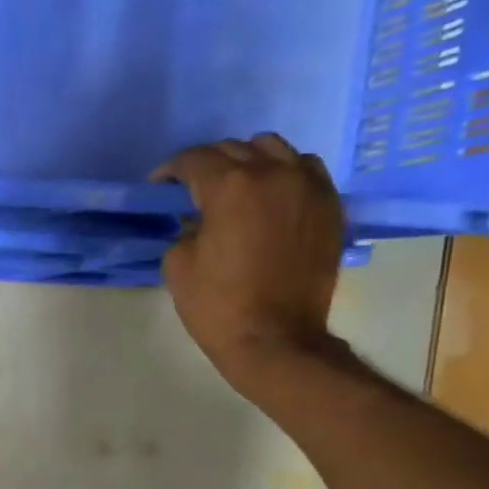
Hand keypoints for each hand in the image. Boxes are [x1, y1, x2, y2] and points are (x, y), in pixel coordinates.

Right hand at [154, 134, 345, 388]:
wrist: (276, 340)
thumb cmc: (218, 306)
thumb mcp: (178, 265)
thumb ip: (184, 229)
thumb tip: (197, 220)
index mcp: (230, 187)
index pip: (194, 160)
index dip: (170, 171)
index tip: (159, 187)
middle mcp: (273, 174)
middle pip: (234, 148)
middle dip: (208, 164)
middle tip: (192, 190)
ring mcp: (308, 187)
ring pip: (274, 149)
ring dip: (248, 161)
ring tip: (236, 186)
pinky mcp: (329, 205)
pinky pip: (305, 170)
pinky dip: (283, 174)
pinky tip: (270, 196)